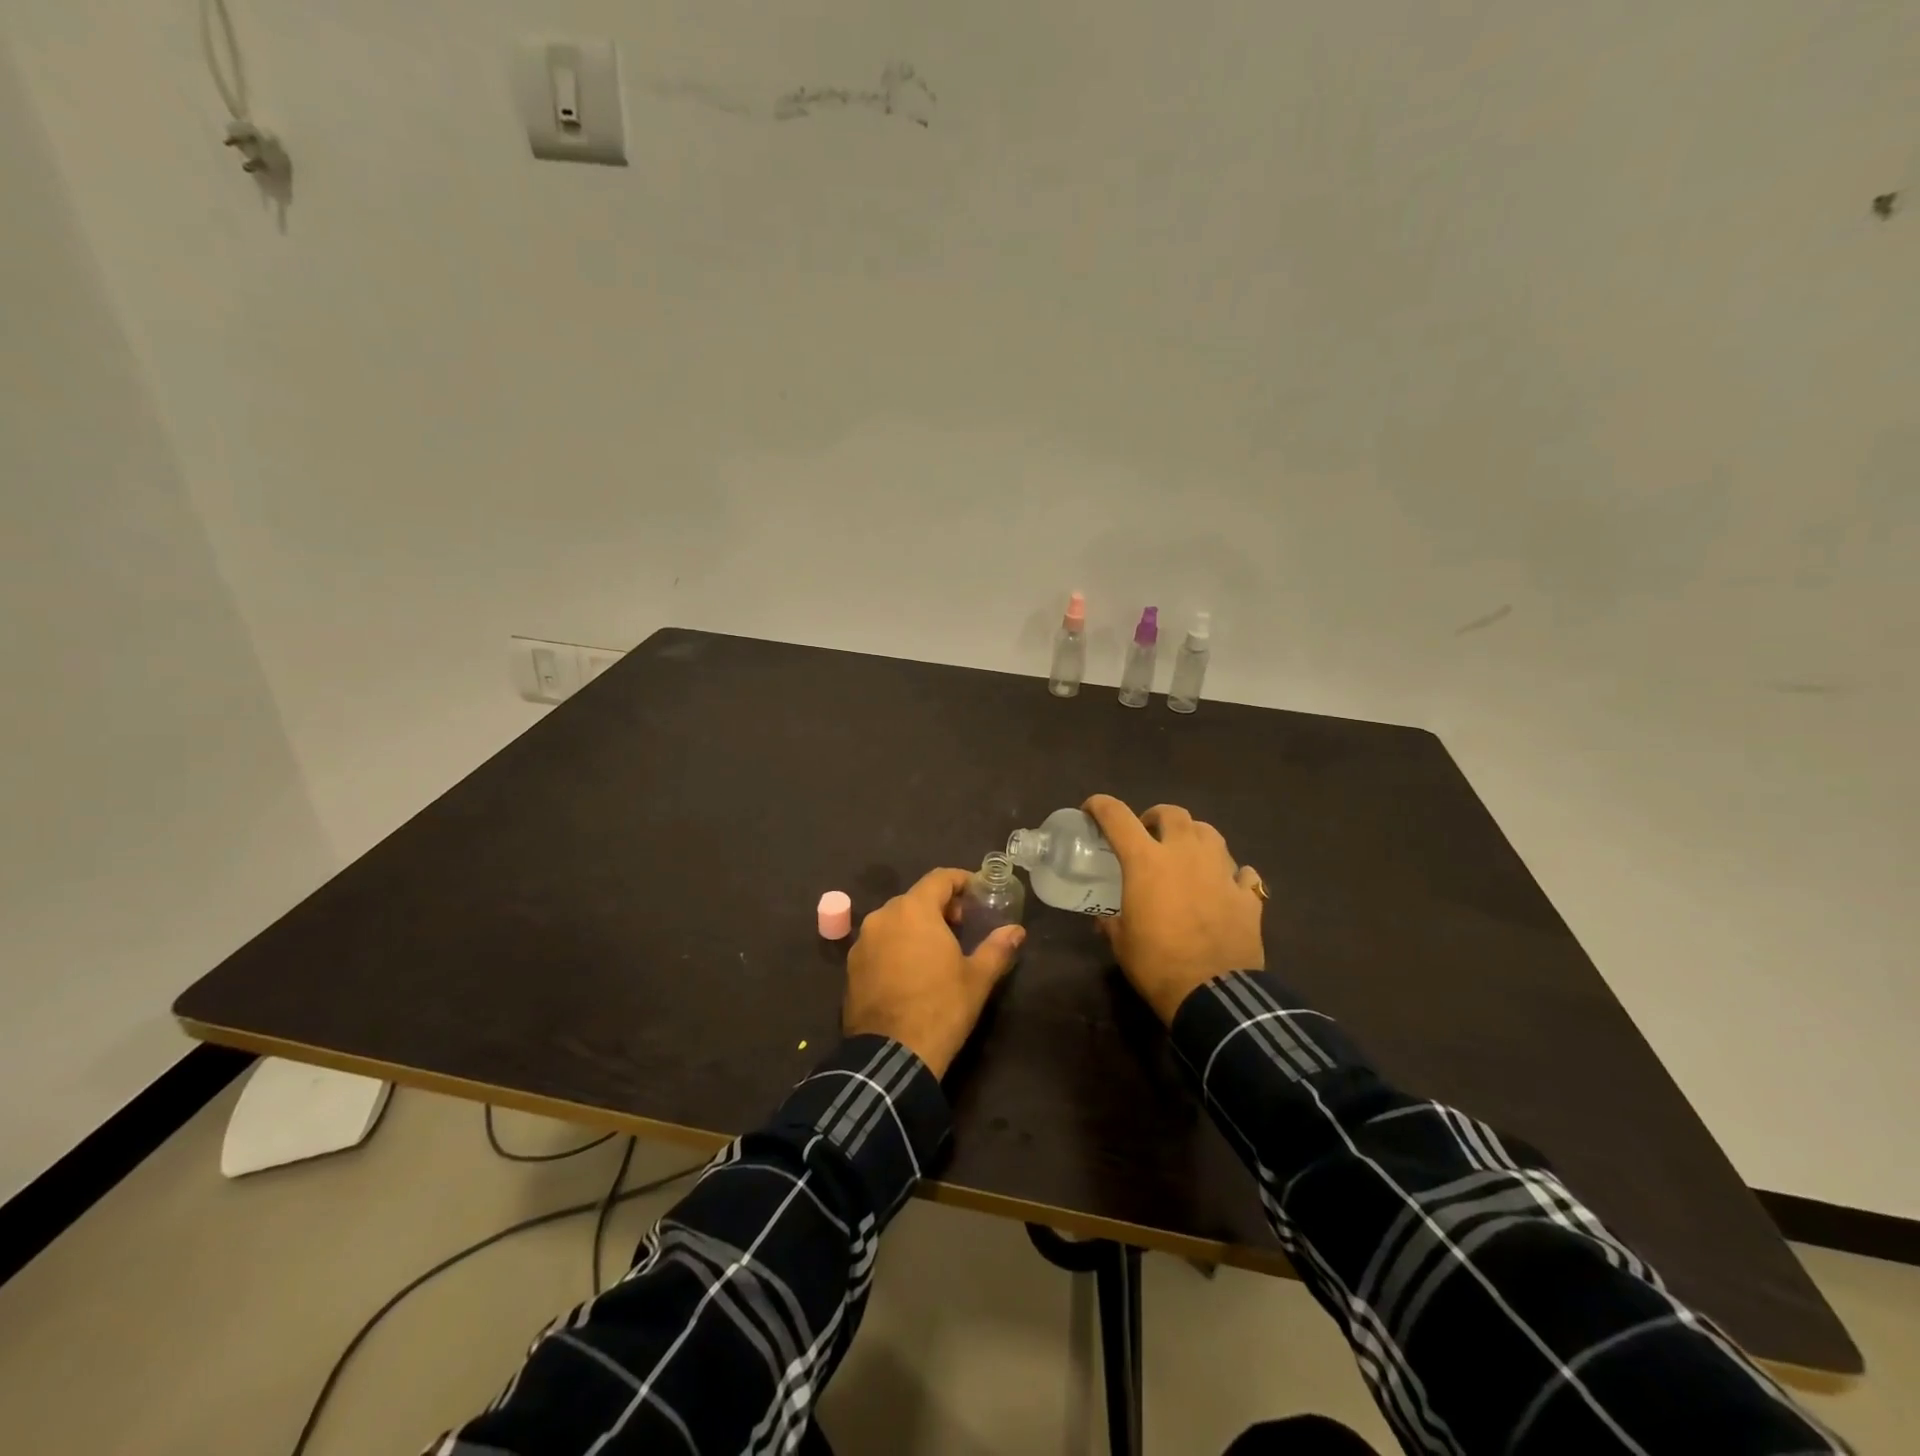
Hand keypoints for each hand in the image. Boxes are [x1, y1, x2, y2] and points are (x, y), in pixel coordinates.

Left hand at [843, 867, 1024, 1077]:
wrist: (891, 1056)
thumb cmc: (940, 1008)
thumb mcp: (977, 979)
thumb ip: (998, 948)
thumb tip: (1017, 931)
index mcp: (914, 910)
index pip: (939, 878)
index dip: (961, 881)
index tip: (978, 893)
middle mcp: (883, 916)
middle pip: (916, 898)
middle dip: (940, 906)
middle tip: (963, 926)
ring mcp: (862, 941)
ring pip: (895, 920)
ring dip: (917, 926)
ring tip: (937, 950)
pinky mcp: (851, 966)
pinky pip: (879, 943)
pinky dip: (896, 946)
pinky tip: (911, 971)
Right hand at [1083, 795, 1265, 1025]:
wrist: (1213, 994)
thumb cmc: (1156, 964)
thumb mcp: (1121, 941)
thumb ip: (1112, 920)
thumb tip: (1104, 918)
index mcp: (1146, 861)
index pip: (1117, 816)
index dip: (1100, 805)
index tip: (1091, 809)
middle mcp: (1185, 854)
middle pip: (1172, 813)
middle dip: (1155, 817)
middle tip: (1148, 835)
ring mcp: (1220, 870)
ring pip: (1209, 832)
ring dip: (1193, 837)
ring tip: (1186, 855)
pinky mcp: (1246, 894)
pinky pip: (1240, 871)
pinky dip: (1230, 874)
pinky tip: (1224, 887)